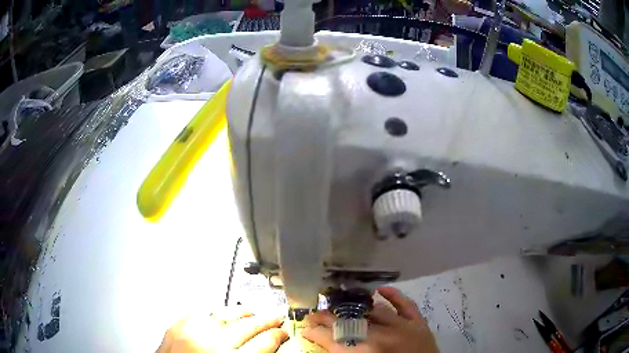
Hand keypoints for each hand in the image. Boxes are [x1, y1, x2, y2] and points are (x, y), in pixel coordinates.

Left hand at [157, 308, 287, 352]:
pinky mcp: (177, 324)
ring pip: (226, 313)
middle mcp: (212, 343)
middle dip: (267, 320)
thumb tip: (268, 347)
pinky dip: (216, 313)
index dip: (278, 335)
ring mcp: (192, 331)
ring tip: (254, 313)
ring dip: (243, 312)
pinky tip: (224, 314)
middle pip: (249, 325)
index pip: (265, 342)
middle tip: (278, 316)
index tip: (284, 332)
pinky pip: (203, 312)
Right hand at [302, 287, 438, 352]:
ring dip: (354, 308)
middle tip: (315, 315)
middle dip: (328, 318)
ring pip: (373, 312)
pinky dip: (393, 296)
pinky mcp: (418, 324)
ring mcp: (403, 328)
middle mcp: (381, 337)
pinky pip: (405, 305)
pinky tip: (380, 290)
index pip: (332, 338)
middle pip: (348, 323)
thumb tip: (326, 342)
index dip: (315, 332)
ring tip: (340, 307)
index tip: (305, 327)